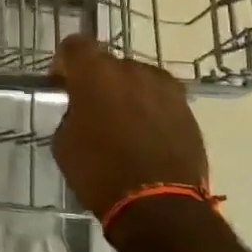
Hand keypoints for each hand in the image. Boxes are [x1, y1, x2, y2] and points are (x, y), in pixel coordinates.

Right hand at [49, 35, 210, 219]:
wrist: (160, 207)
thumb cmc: (100, 173)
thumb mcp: (64, 143)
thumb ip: (71, 114)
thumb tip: (81, 110)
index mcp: (96, 72)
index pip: (75, 45)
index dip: (66, 62)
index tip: (63, 83)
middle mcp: (132, 69)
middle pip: (109, 63)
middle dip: (98, 80)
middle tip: (92, 108)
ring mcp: (165, 88)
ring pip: (138, 80)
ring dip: (127, 94)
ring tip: (123, 125)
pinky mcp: (187, 109)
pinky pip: (160, 100)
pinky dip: (150, 111)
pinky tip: (145, 138)